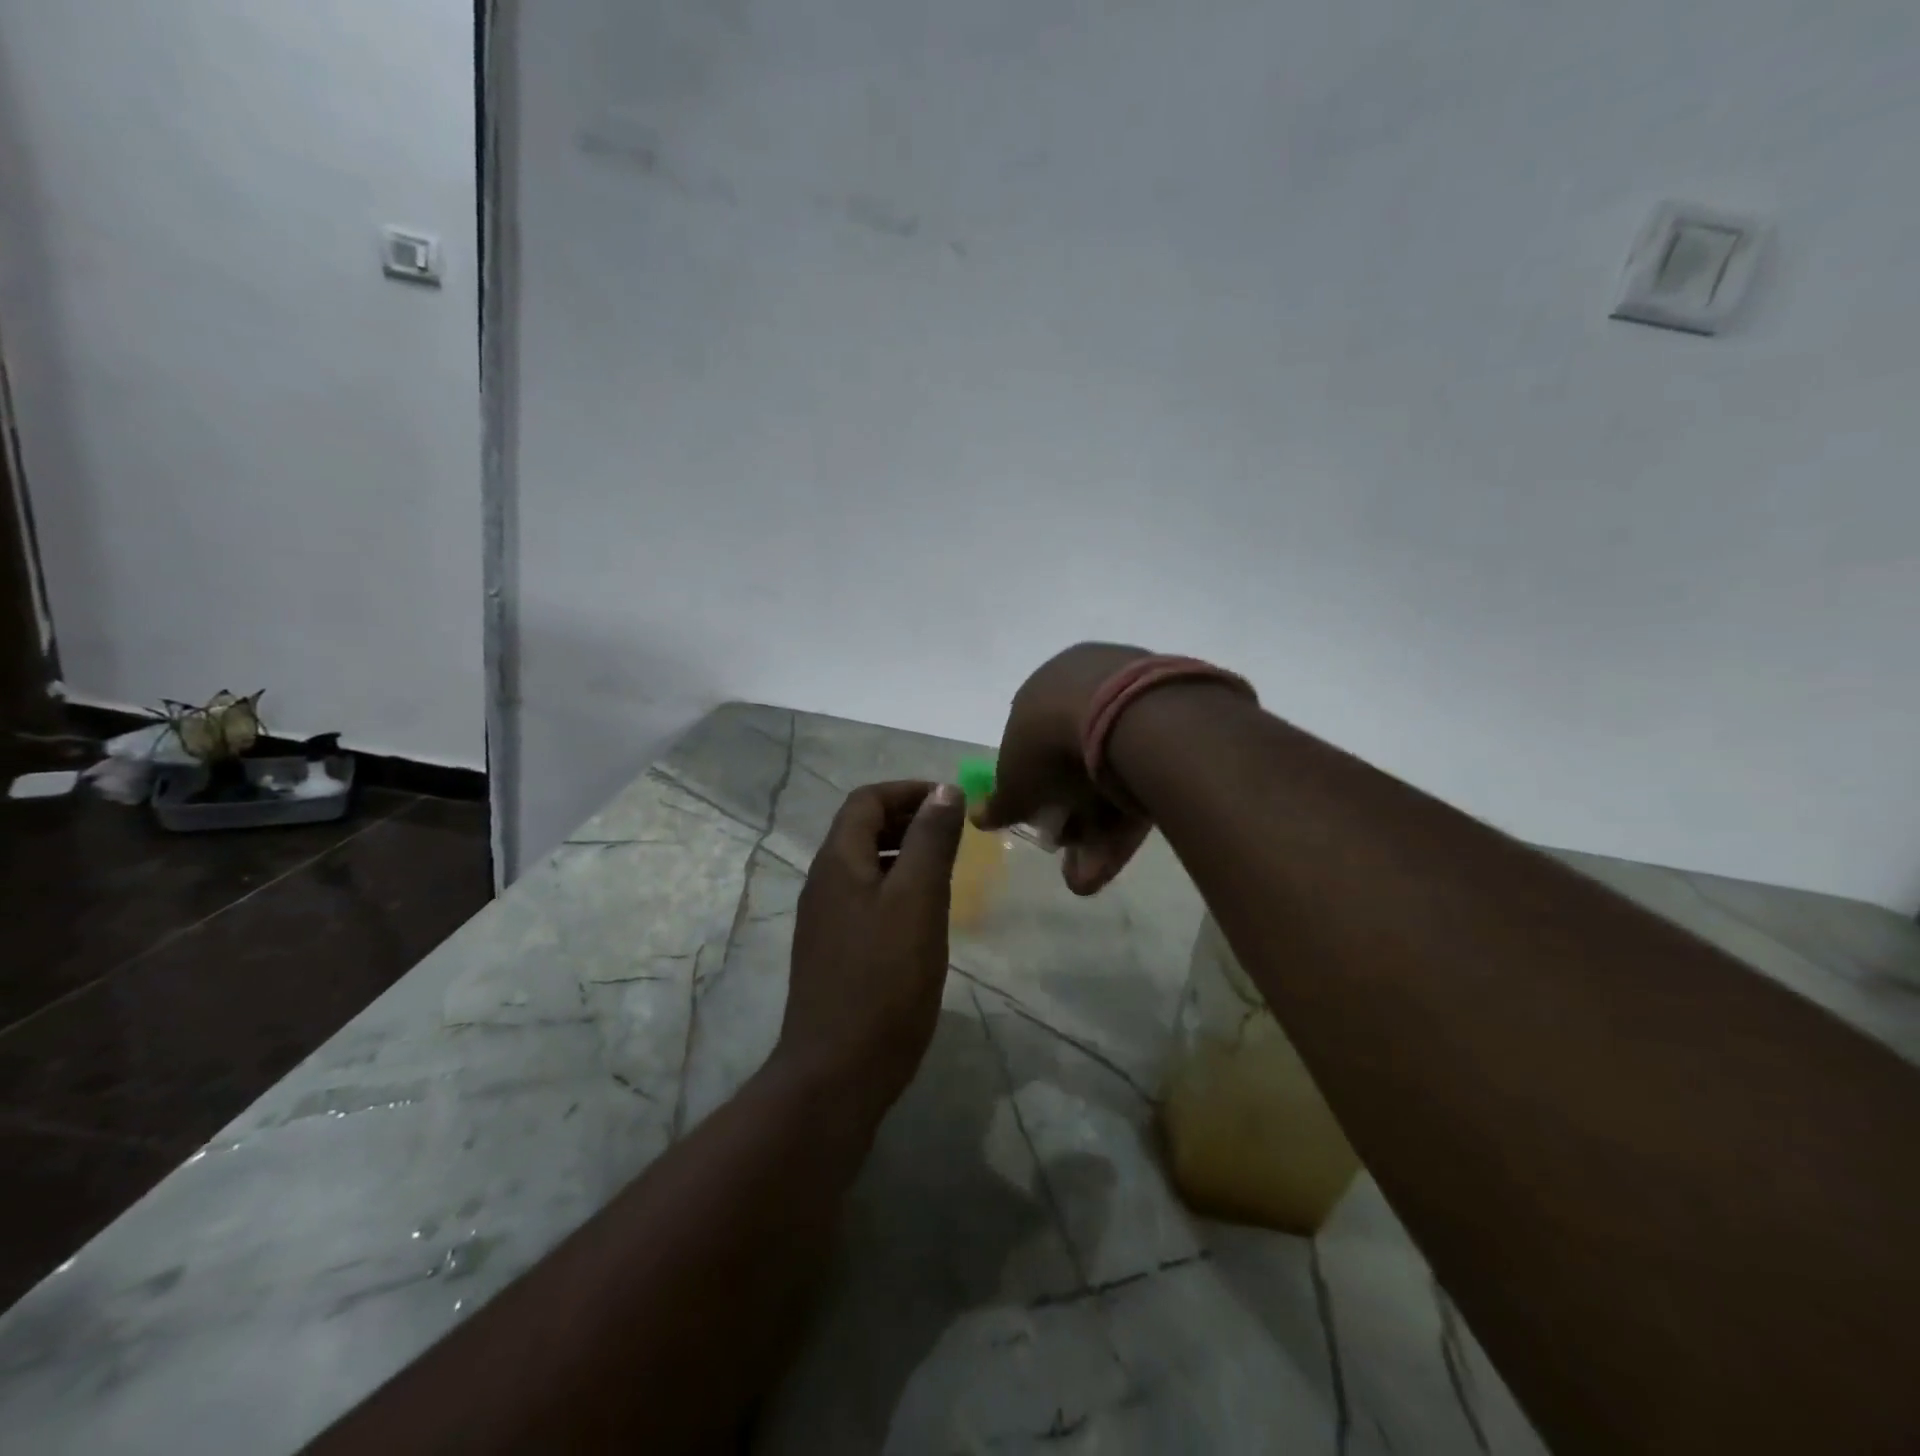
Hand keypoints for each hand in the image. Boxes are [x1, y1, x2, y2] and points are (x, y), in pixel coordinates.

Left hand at [777, 780, 966, 1117]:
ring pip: (866, 865)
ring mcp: (826, 918)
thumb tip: (945, 791)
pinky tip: (925, 913)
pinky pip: (867, 898)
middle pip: (862, 828)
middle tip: (956, 832)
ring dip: (904, 853)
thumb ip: (930, 841)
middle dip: (908, 819)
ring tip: (948, 867)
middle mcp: (824, 882)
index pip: (866, 800)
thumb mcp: (918, 900)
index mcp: (837, 861)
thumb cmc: (884, 980)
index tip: (952, 802)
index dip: (909, 791)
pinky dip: (897, 887)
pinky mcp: (835, 950)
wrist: (838, 1071)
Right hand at [976, 642, 1156, 895]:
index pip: (1034, 744)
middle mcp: (1088, 689)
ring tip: (1090, 877)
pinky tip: (1114, 860)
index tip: (1041, 820)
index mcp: (1044, 691)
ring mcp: (1134, 705)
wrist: (1128, 718)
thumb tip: (978, 816)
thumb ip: (999, 803)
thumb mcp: (1015, 781)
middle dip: (1071, 817)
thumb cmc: (1051, 743)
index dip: (1035, 788)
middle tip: (1069, 853)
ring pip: (1113, 776)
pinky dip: (1128, 818)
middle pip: (1077, 763)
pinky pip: (1144, 776)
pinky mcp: (1175, 730)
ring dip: (1098, 832)